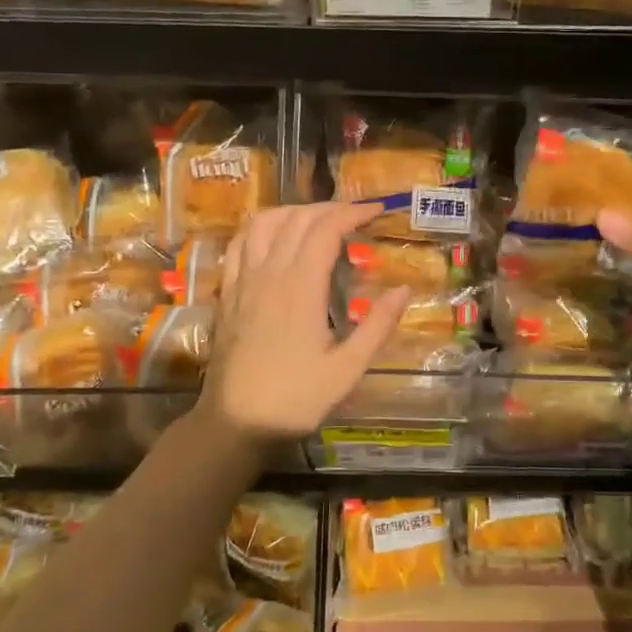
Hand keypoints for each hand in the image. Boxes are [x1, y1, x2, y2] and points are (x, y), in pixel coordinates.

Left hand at [198, 202, 408, 442]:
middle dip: (329, 208)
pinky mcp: (227, 294)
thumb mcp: (347, 370)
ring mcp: (243, 282)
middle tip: (355, 215)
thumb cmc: (295, 399)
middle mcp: (269, 275)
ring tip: (317, 219)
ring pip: (264, 223)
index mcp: (300, 289)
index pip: (325, 230)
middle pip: (296, 219)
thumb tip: (404, 289)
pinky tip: (274, 236)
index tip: (375, 211)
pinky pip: (239, 244)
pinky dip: (261, 228)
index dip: (352, 213)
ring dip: (294, 211)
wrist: (235, 424)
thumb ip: (378, 326)